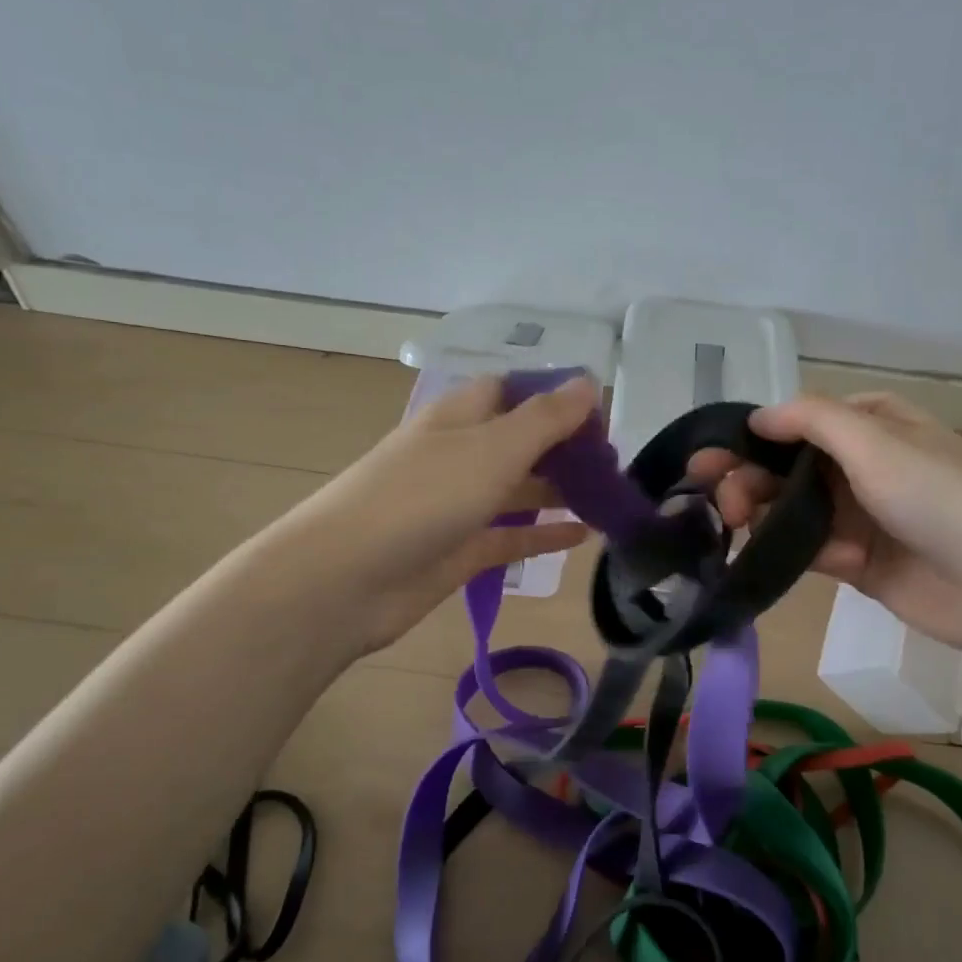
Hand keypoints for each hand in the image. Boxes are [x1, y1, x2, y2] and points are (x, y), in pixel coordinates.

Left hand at [286, 374, 599, 653]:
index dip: (553, 396)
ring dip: (559, 491)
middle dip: (564, 448)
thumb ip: (545, 418)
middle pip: (519, 441)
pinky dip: (543, 535)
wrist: (346, 579)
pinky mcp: (460, 550)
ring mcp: (457, 505)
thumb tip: (588, 381)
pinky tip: (583, 536)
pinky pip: (511, 537)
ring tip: (609, 497)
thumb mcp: (493, 448)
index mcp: (459, 417)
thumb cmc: (422, 497)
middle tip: (614, 463)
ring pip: (517, 491)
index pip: (511, 391)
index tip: (600, 414)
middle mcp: (459, 455)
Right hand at [687, 392, 961, 655]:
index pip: (796, 423)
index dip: (751, 438)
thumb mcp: (876, 441)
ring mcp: (857, 514)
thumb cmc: (939, 498)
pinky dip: (779, 548)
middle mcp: (861, 464)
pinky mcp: (854, 561)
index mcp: (871, 424)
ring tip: (731, 523)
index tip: (710, 459)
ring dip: (756, 512)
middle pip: (786, 466)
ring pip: (789, 507)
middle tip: (713, 497)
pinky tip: (754, 553)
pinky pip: (806, 547)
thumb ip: (811, 420)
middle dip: (746, 476)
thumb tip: (757, 417)